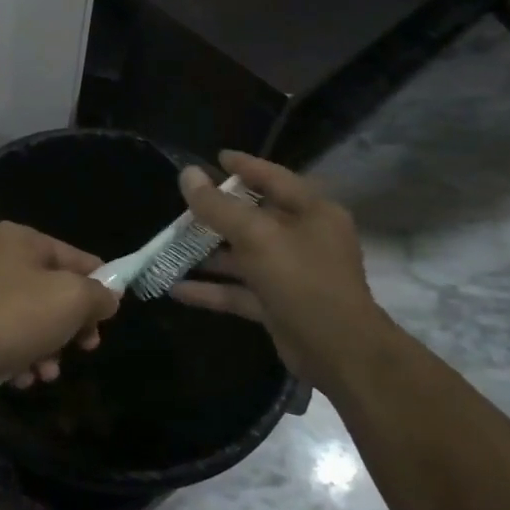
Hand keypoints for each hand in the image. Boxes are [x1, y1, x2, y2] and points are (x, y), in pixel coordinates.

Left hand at [0, 221, 119, 400]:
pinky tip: (25, 377)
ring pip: (34, 319)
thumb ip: (98, 295)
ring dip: (49, 348)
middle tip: (86, 347)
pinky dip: (23, 357)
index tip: (110, 317)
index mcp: (20, 239)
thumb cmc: (15, 317)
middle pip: (54, 290)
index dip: (99, 285)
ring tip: (49, 371)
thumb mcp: (72, 300)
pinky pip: (10, 338)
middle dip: (72, 324)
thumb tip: (107, 297)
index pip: (76, 256)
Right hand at [170, 152, 383, 393]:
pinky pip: (238, 290)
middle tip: (182, 205)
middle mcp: (303, 239)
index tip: (215, 158)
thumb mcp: (257, 236)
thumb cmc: (303, 280)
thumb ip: (219, 207)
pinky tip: (176, 289)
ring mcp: (290, 274)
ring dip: (208, 254)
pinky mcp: (277, 305)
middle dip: (216, 214)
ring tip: (169, 245)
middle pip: (254, 217)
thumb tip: (188, 174)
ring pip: (242, 256)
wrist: (339, 352)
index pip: (274, 178)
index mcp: (312, 212)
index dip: (244, 166)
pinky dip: (211, 289)